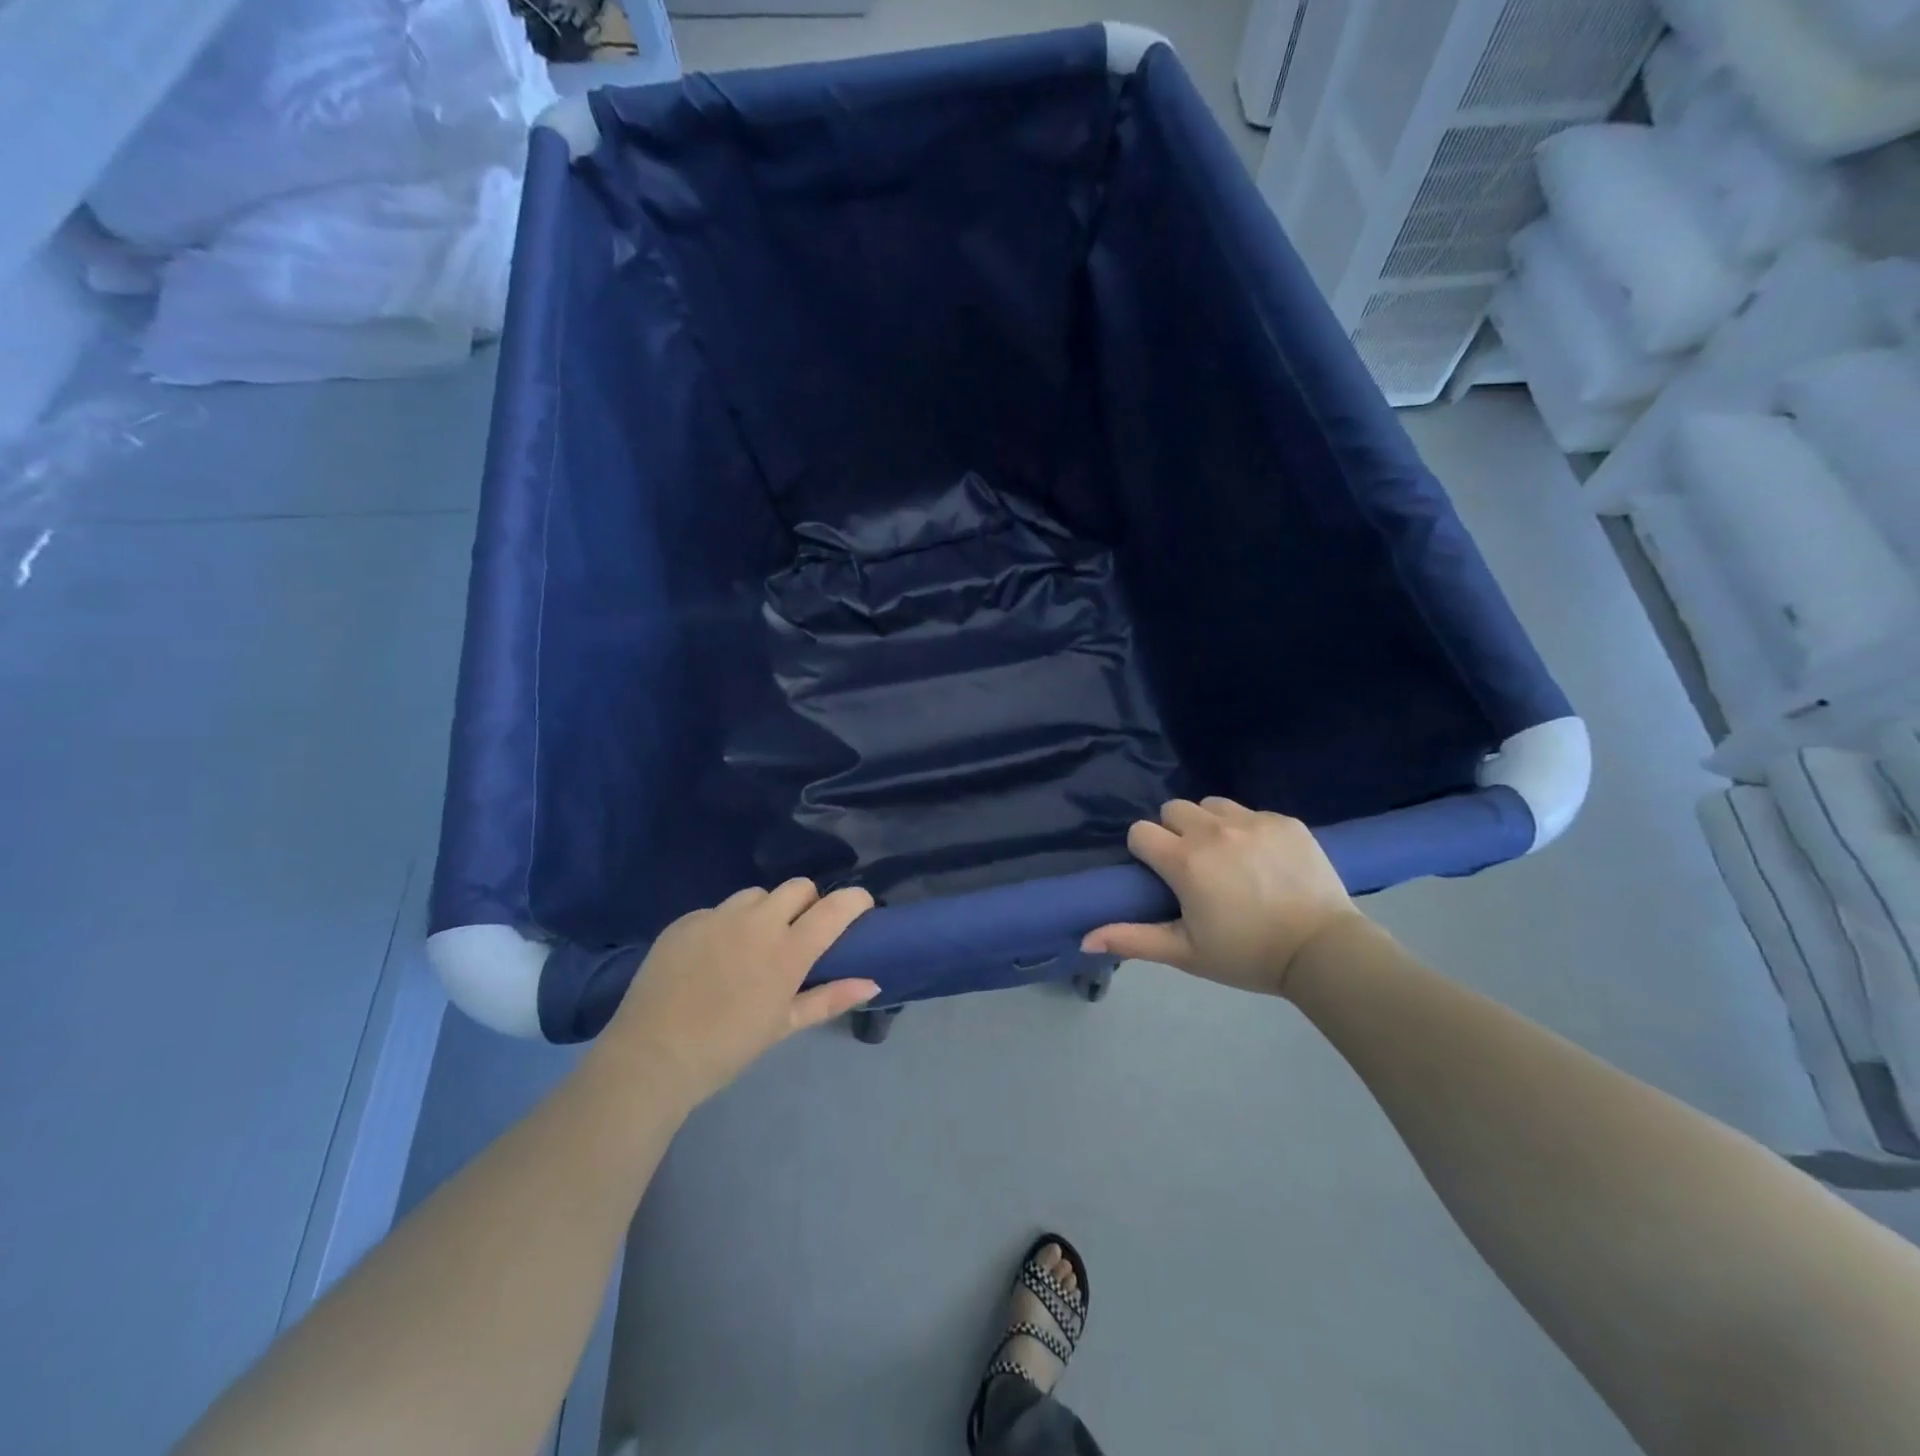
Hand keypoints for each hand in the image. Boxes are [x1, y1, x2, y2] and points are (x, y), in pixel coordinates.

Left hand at [598, 879, 878, 1105]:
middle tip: (800, 932)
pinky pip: (718, 910)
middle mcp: (757, 923)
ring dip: (766, 911)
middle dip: (808, 902)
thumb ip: (829, 998)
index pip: (834, 908)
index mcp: (787, 952)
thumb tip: (872, 983)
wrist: (651, 1058)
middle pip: (798, 887)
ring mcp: (717, 917)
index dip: (855, 900)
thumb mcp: (783, 1026)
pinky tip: (713, 956)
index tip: (860, 907)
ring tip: (753, 943)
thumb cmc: (727, 1048)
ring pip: (757, 894)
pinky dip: (726, 925)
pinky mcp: (686, 920)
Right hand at [1082, 798, 1364, 997]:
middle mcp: (1213, 831)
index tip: (1160, 875)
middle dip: (1174, 832)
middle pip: (1173, 809)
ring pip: (1212, 805)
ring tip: (1227, 857)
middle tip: (1194, 867)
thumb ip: (1133, 940)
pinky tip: (1263, 860)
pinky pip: (1251, 813)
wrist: (1323, 952)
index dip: (1144, 852)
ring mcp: (1253, 821)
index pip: (1140, 831)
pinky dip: (1248, 830)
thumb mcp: (1186, 953)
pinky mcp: (1285, 821)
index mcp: (1185, 860)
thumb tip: (1085, 939)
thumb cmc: (1247, 956)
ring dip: (1209, 825)